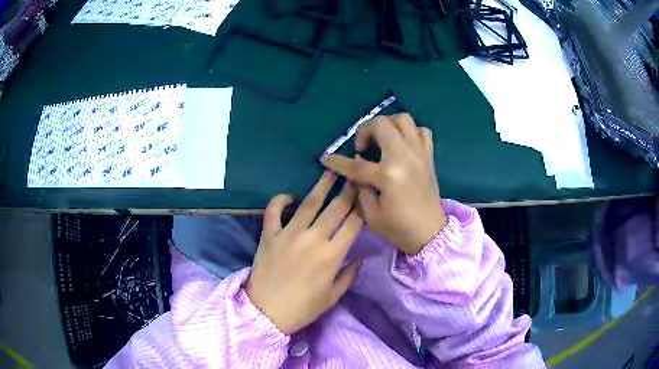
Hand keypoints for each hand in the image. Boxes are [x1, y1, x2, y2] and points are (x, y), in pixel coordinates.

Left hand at [246, 172, 363, 334]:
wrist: (266, 313)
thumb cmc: (303, 308)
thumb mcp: (332, 297)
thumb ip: (349, 275)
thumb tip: (361, 257)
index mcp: (332, 255)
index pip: (353, 224)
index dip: (362, 206)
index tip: (367, 194)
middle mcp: (313, 239)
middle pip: (335, 208)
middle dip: (348, 190)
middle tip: (354, 176)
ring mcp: (288, 234)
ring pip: (308, 204)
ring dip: (321, 186)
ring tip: (330, 171)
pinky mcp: (269, 235)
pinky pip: (273, 211)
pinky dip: (280, 200)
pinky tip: (289, 196)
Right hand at [323, 113, 446, 254]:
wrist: (430, 233)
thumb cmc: (399, 229)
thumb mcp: (371, 216)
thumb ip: (360, 189)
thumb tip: (356, 174)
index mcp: (388, 175)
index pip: (356, 163)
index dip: (337, 161)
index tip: (327, 159)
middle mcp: (404, 157)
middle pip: (381, 125)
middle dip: (364, 131)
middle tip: (362, 149)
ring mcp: (419, 154)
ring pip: (403, 120)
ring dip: (388, 125)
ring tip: (382, 141)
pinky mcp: (428, 157)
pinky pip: (422, 131)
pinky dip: (410, 132)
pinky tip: (403, 145)